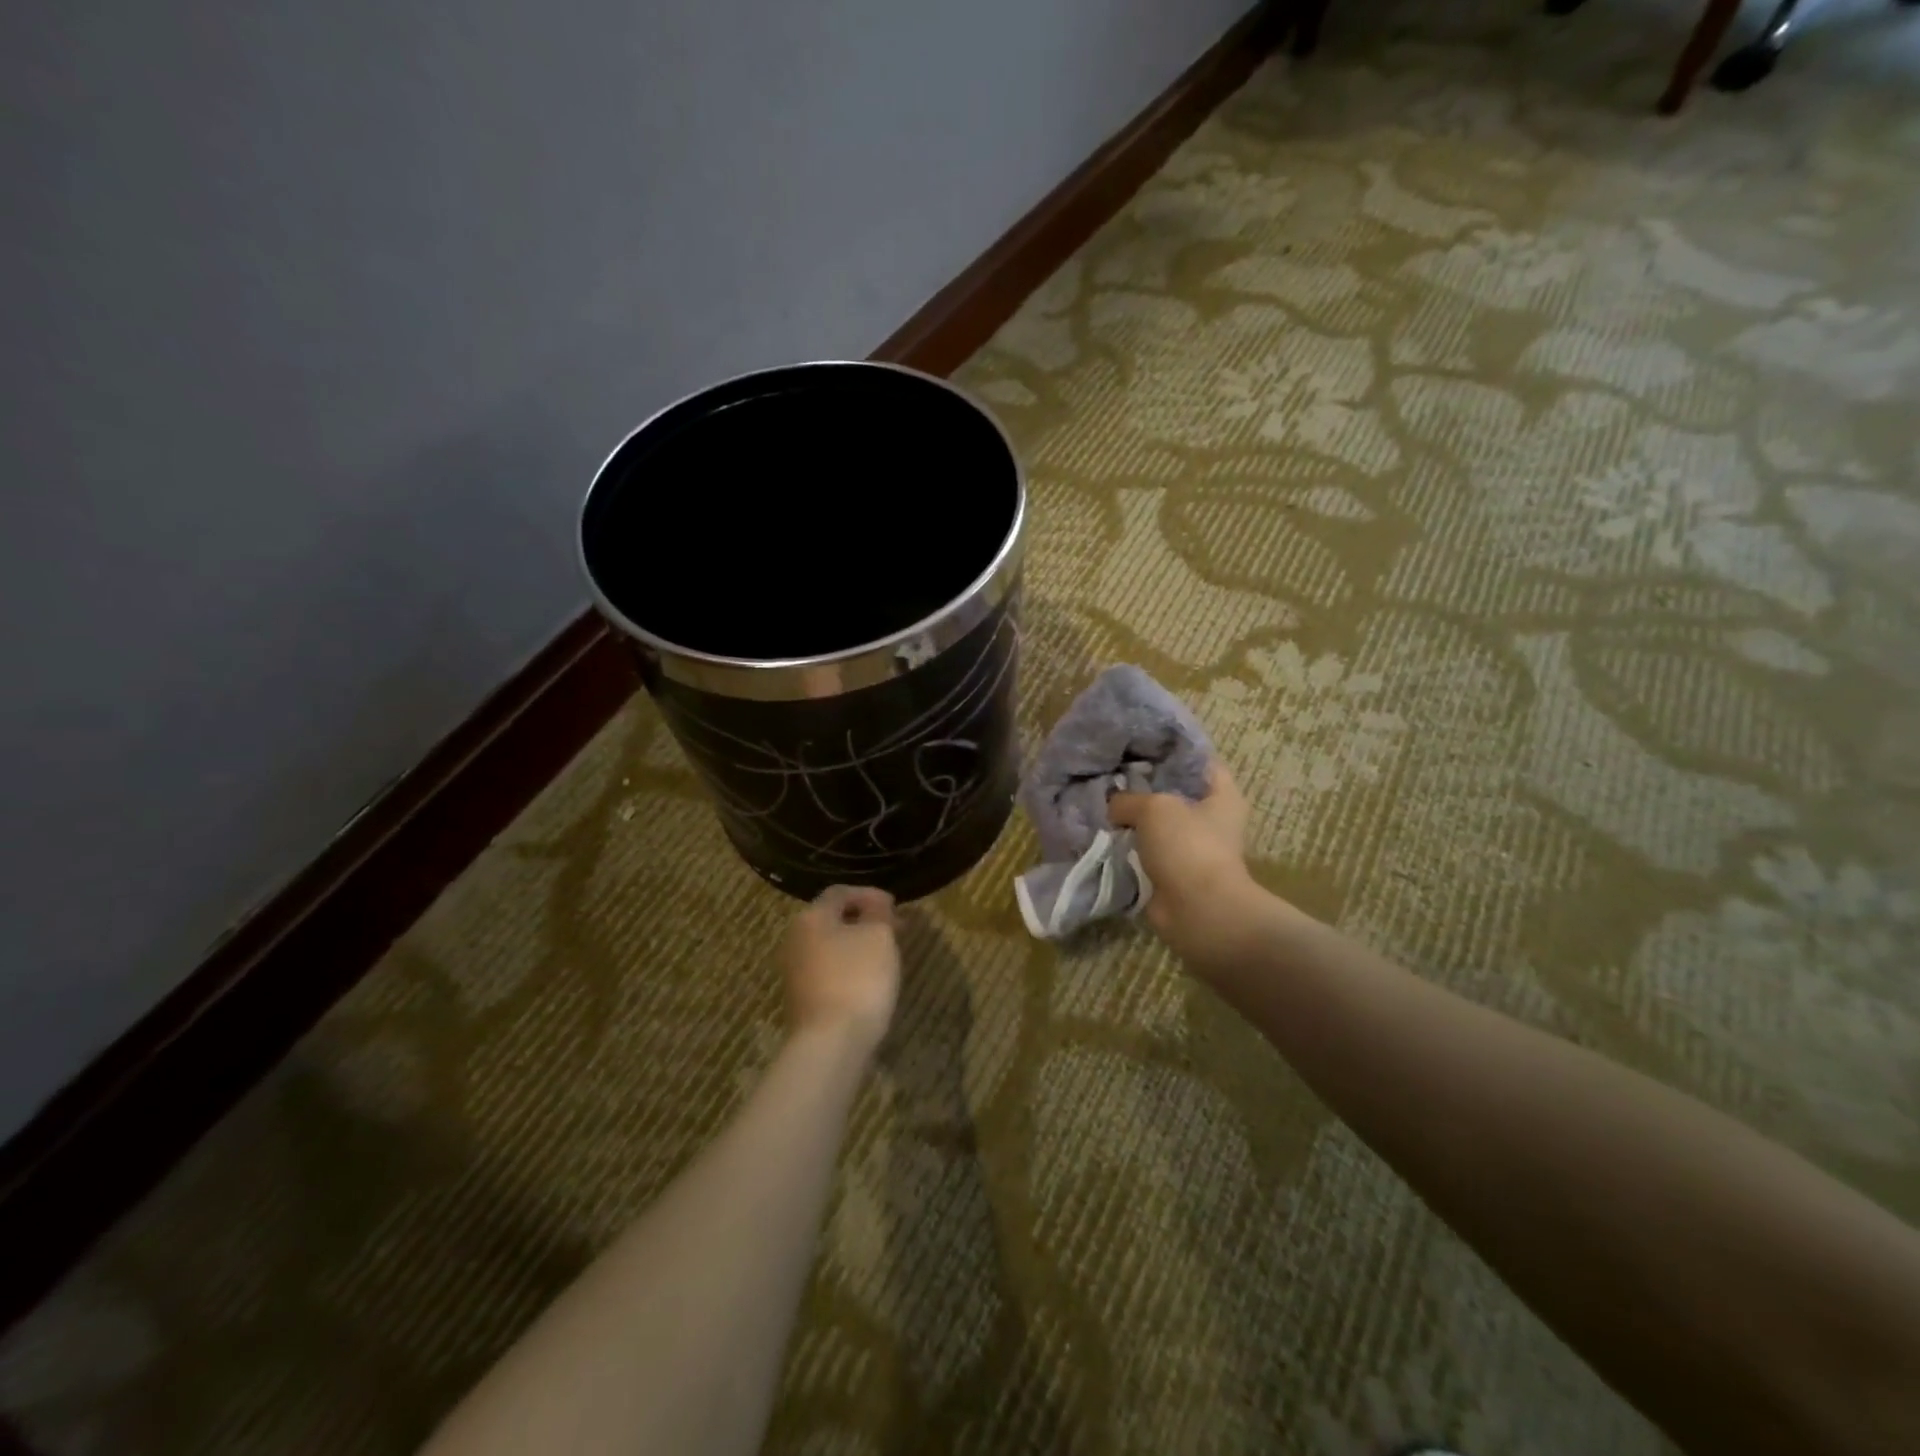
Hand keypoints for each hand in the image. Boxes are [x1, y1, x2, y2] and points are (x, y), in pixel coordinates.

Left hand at [781, 886, 900, 1052]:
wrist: (830, 1043)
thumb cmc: (857, 979)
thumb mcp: (879, 936)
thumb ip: (878, 912)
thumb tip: (875, 902)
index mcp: (811, 917)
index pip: (840, 892)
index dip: (869, 894)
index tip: (895, 906)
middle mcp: (794, 939)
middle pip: (832, 919)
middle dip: (864, 920)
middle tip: (895, 930)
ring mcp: (794, 971)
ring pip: (830, 946)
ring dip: (857, 945)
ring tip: (886, 955)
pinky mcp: (800, 999)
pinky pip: (827, 971)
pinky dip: (848, 967)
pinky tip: (868, 981)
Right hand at [1108, 763, 1276, 971]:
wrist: (1197, 911)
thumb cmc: (1187, 847)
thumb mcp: (1154, 807)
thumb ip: (1128, 799)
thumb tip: (1112, 807)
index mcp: (1221, 794)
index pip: (1197, 759)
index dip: (1169, 749)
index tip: (1136, 743)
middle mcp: (1210, 817)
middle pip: (1172, 791)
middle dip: (1142, 784)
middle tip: (1109, 773)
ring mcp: (1191, 846)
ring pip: (1155, 823)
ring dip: (1131, 818)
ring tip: (1098, 802)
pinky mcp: (1173, 871)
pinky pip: (1144, 850)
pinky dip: (1126, 846)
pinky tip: (1100, 833)